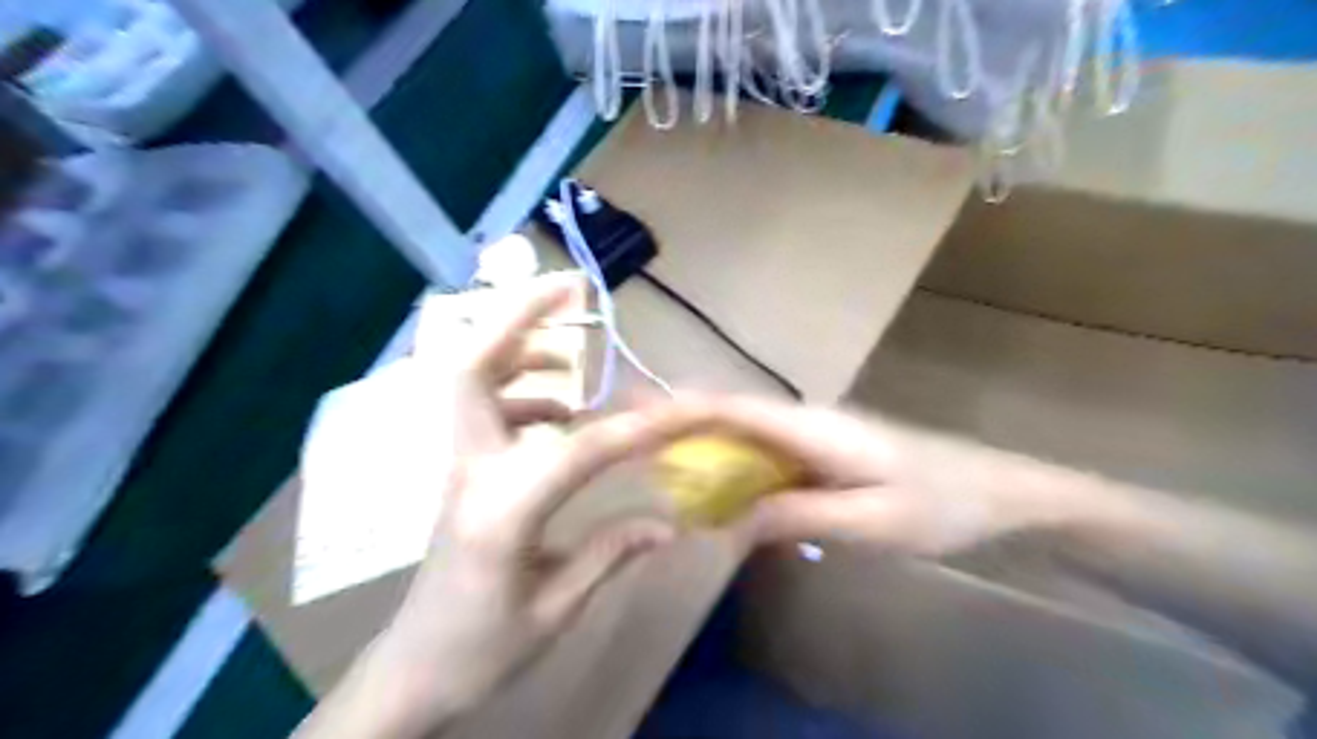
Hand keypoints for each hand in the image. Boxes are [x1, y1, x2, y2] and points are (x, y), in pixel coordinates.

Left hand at [358, 276, 703, 733]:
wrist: (411, 672)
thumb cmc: (481, 650)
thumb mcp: (555, 611)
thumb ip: (610, 554)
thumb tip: (667, 522)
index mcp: (501, 512)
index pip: (580, 448)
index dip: (640, 427)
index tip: (687, 408)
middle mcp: (470, 472)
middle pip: (472, 367)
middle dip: (519, 315)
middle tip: (572, 288)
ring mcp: (456, 466)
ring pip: (469, 376)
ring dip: (519, 342)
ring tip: (573, 345)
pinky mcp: (459, 470)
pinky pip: (484, 406)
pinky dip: (521, 388)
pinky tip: (557, 408)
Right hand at [669, 395, 1067, 556]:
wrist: (1003, 491)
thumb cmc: (943, 504)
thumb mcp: (871, 522)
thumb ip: (799, 516)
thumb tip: (731, 522)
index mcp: (814, 428)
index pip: (734, 407)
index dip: (681, 406)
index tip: (634, 411)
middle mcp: (808, 420)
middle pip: (732, 412)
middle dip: (679, 418)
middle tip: (628, 427)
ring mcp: (818, 435)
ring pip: (747, 433)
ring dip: (703, 443)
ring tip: (656, 456)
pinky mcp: (827, 452)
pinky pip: (768, 454)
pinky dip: (734, 465)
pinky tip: (718, 486)